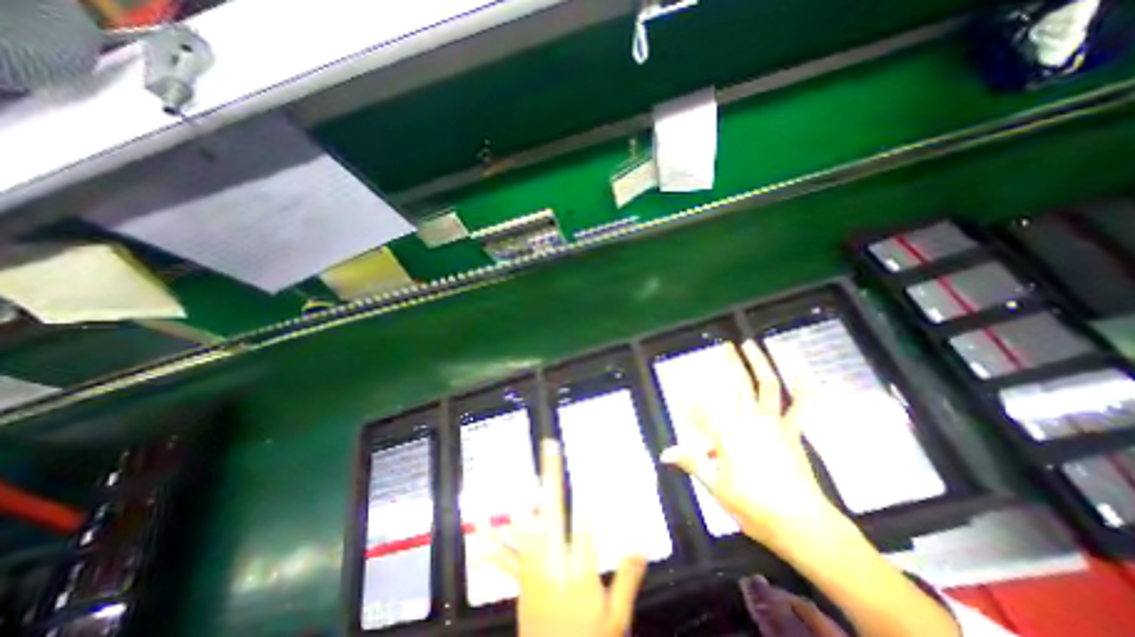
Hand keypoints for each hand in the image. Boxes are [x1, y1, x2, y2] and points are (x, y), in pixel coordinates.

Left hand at [487, 440, 647, 634]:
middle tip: (549, 448)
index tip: (587, 468)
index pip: (584, 529)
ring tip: (521, 468)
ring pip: (523, 527)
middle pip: (552, 513)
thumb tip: (641, 543)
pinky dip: (490, 538)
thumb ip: (626, 579)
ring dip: (523, 494)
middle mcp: (552, 567)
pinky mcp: (520, 582)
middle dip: (551, 477)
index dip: (586, 497)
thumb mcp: (615, 618)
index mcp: (578, 576)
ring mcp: (531, 573)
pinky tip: (480, 522)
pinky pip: (502, 558)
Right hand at [662, 341, 836, 545]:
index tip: (679, 392)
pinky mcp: (792, 433)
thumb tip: (664, 452)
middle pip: (737, 386)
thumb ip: (692, 463)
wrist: (803, 526)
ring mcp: (773, 424)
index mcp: (728, 435)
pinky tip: (803, 373)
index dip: (688, 403)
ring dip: (760, 364)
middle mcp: (749, 422)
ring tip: (752, 345)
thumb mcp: (716, 488)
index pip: (700, 414)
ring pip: (766, 387)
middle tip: (726, 346)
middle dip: (730, 364)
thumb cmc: (754, 507)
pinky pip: (799, 408)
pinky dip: (803, 390)